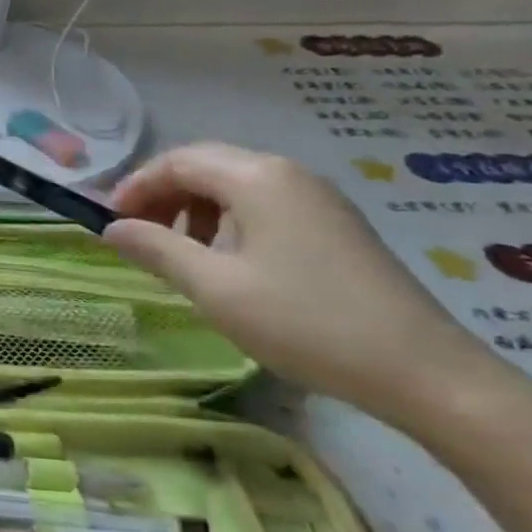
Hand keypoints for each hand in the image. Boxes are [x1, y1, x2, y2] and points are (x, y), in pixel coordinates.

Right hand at [103, 143, 496, 420]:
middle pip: (207, 166)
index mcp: (257, 177)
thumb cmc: (304, 321)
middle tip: (137, 237)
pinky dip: (229, 224)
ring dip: (195, 211)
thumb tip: (112, 229)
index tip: (110, 222)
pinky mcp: (334, 226)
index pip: (178, 161)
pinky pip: (264, 207)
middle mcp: (288, 174)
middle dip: (163, 196)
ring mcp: (317, 198)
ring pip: (236, 187)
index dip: (136, 186)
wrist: (421, 370)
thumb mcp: (215, 288)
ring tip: (180, 255)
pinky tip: (227, 264)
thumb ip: (157, 249)